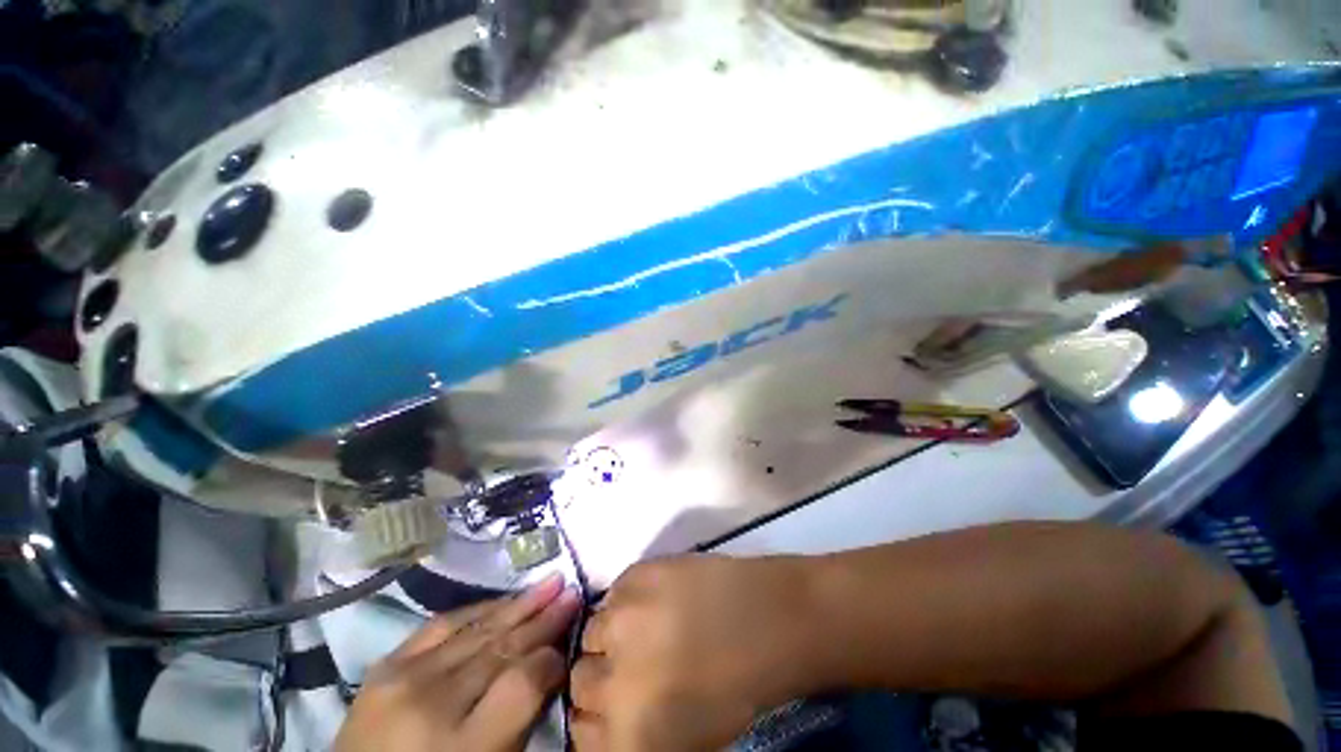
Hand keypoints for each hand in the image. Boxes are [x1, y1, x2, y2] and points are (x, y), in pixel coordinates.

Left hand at [336, 574, 580, 751]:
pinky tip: (501, 599)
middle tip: (572, 591)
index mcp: (464, 747)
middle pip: (502, 648)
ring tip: (549, 582)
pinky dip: (477, 609)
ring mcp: (403, 681)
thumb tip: (548, 666)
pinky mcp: (384, 667)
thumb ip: (521, 718)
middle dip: (544, 617)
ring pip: (478, 629)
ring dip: (519, 603)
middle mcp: (432, 706)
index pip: (523, 682)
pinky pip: (441, 625)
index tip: (569, 641)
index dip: (552, 658)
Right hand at [570, 555, 812, 751]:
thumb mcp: (683, 740)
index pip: (578, 733)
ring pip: (591, 631)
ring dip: (613, 633)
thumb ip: (632, 735)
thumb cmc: (737, 688)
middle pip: (580, 679)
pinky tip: (655, 599)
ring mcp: (620, 622)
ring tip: (644, 625)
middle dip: (603, 674)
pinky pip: (613, 592)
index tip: (611, 703)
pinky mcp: (635, 576)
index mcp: (625, 739)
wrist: (769, 620)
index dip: (595, 716)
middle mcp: (610, 684)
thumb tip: (605, 718)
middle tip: (631, 661)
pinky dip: (627, 599)